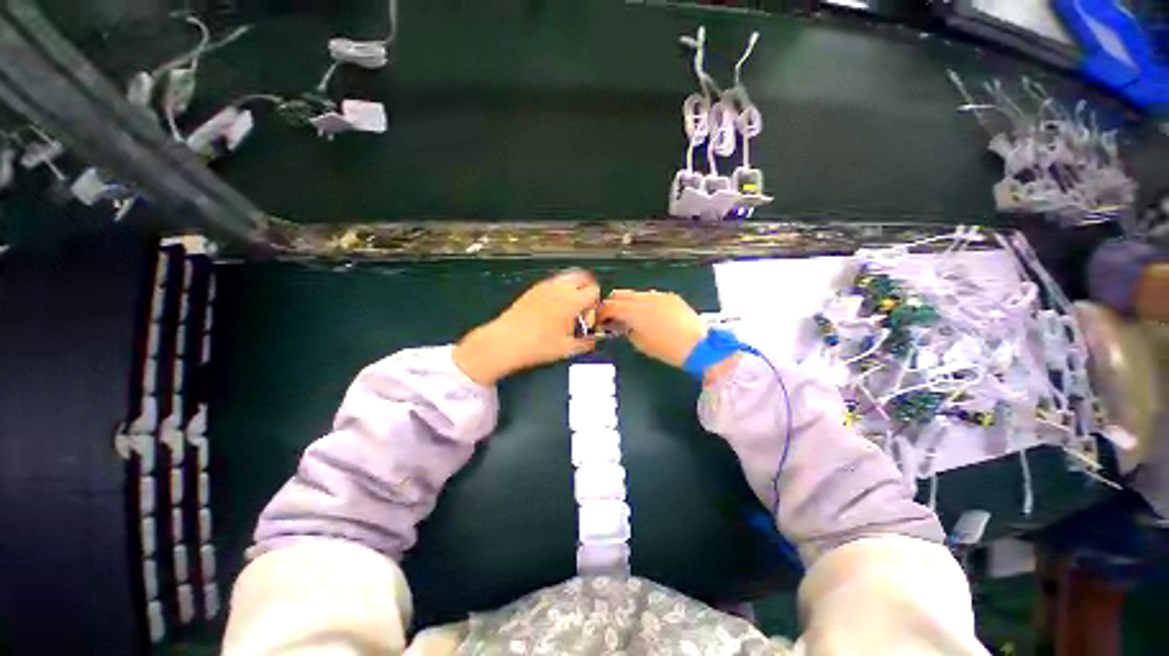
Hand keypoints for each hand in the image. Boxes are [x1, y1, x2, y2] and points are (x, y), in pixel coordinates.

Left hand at [453, 270, 599, 384]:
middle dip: (587, 289)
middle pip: (583, 277)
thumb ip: (586, 343)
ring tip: (567, 309)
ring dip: (573, 289)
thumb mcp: (568, 348)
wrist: (506, 342)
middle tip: (583, 307)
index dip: (596, 303)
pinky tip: (552, 309)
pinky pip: (552, 284)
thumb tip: (593, 341)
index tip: (590, 316)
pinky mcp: (533, 289)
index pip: (595, 290)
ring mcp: (545, 286)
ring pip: (566, 278)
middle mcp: (561, 288)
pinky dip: (558, 291)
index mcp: (573, 300)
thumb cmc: (540, 346)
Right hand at [597, 290, 707, 368]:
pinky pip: (651, 296)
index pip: (610, 306)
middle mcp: (645, 298)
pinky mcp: (671, 297)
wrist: (699, 346)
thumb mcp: (640, 344)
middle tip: (611, 316)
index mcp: (635, 311)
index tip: (599, 320)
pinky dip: (644, 302)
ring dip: (628, 302)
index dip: (601, 312)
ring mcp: (659, 295)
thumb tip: (622, 325)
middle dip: (612, 303)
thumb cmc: (667, 349)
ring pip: (635, 293)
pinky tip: (649, 314)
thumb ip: (627, 330)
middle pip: (620, 294)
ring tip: (630, 315)